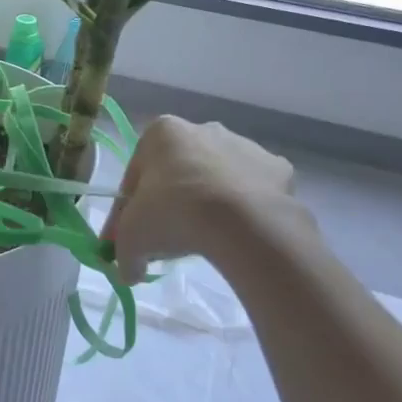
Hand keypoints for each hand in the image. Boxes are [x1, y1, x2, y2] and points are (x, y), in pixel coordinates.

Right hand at [101, 116, 311, 284]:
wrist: (241, 222)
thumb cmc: (173, 213)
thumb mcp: (131, 238)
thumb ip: (123, 253)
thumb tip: (127, 272)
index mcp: (162, 133)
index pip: (136, 174)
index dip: (129, 209)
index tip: (131, 236)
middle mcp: (203, 128)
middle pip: (179, 170)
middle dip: (172, 200)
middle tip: (168, 238)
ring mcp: (245, 145)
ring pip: (217, 177)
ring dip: (209, 202)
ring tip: (205, 238)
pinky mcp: (278, 167)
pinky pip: (254, 190)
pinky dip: (245, 208)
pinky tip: (237, 233)